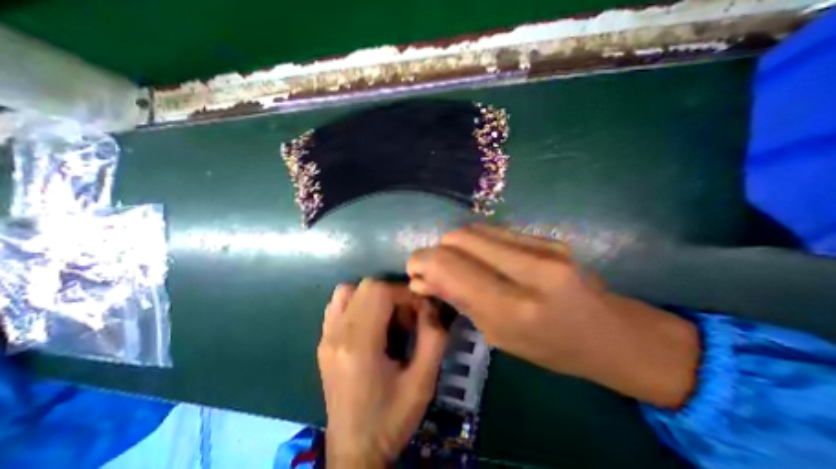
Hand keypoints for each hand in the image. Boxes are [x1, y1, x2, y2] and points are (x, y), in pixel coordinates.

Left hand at [320, 280, 446, 467]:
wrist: (354, 449)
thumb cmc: (391, 418)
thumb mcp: (423, 382)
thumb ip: (434, 338)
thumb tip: (430, 307)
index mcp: (360, 346)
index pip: (379, 292)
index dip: (404, 293)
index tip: (419, 309)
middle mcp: (337, 335)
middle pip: (366, 286)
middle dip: (393, 293)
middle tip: (406, 316)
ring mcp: (326, 337)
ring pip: (349, 290)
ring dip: (374, 295)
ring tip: (388, 317)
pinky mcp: (324, 341)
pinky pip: (338, 304)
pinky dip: (358, 302)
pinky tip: (370, 322)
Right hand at [405, 225, 699, 407]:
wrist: (612, 333)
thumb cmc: (552, 348)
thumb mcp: (498, 335)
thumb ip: (459, 299)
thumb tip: (421, 279)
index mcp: (515, 307)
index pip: (450, 266)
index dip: (423, 261)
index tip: (413, 269)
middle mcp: (529, 268)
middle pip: (460, 238)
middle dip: (436, 250)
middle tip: (433, 267)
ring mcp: (543, 246)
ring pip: (475, 229)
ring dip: (454, 244)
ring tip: (455, 263)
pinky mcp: (547, 237)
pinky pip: (494, 231)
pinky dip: (475, 242)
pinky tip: (478, 257)